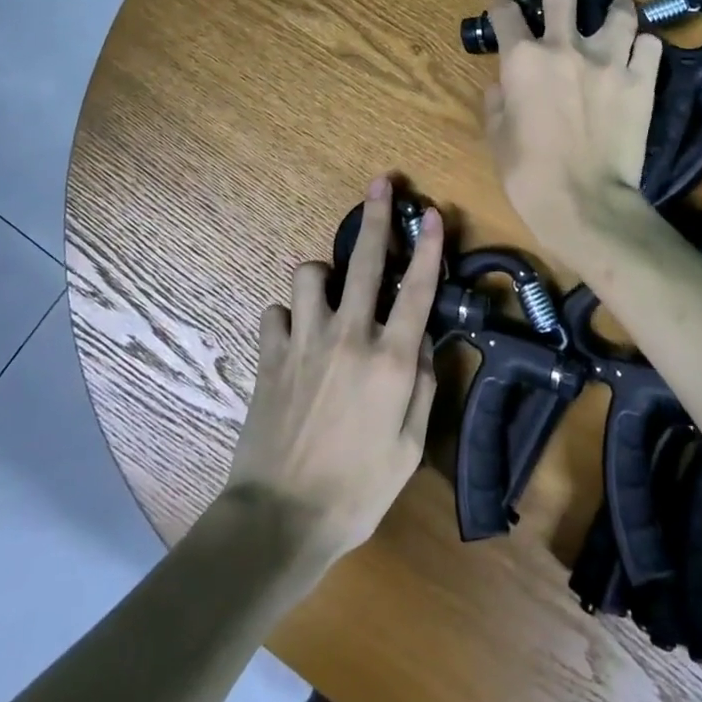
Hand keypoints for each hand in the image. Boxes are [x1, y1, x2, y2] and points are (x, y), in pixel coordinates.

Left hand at [223, 176, 440, 566]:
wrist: (280, 518)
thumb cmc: (357, 491)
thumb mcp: (409, 448)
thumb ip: (422, 387)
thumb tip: (423, 342)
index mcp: (390, 361)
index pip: (418, 291)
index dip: (429, 248)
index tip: (432, 213)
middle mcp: (348, 337)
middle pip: (366, 262)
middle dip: (377, 217)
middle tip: (382, 183)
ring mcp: (304, 341)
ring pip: (309, 274)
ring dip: (322, 275)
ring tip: (328, 290)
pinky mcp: (269, 355)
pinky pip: (275, 312)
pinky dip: (287, 317)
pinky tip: (293, 337)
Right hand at [482, 0, 662, 257]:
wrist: (585, 203)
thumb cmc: (528, 173)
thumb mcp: (497, 136)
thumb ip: (497, 101)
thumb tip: (502, 85)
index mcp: (523, 60)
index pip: (504, 15)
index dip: (497, 2)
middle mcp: (565, 48)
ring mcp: (609, 61)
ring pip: (618, 13)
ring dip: (615, 3)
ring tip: (617, 1)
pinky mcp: (642, 82)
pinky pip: (649, 48)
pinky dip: (642, 45)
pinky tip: (639, 49)